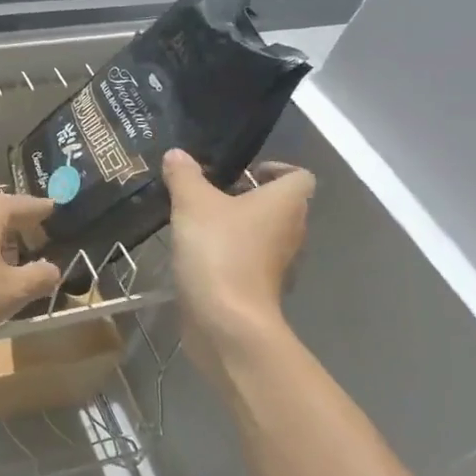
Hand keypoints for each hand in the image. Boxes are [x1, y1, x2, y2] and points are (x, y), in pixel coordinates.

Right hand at [162, 149, 314, 380]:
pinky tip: (197, 252)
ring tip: (197, 220)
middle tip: (208, 192)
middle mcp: (291, 230)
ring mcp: (279, 264)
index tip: (240, 171)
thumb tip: (177, 154)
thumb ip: (184, 175)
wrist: (226, 321)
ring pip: (263, 233)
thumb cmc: (219, 250)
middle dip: (246, 195)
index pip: (299, 175)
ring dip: (236, 225)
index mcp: (286, 203)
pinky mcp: (261, 289)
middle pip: (279, 204)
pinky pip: (249, 259)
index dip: (274, 168)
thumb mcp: (192, 203)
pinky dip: (229, 253)